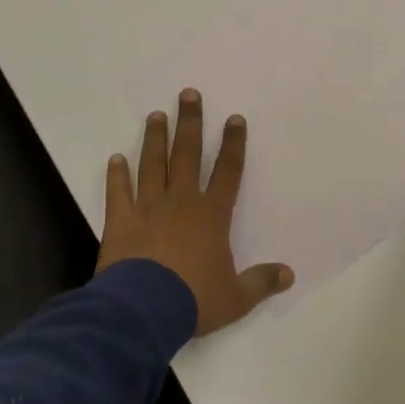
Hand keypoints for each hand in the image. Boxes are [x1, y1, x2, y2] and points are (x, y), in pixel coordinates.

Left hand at [98, 89, 293, 335]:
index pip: (228, 171)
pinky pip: (119, 192)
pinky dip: (117, 175)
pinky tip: (115, 158)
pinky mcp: (121, 221)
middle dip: (190, 123)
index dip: (233, 144)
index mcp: (212, 215)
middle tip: (188, 95)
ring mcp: (148, 208)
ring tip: (156, 116)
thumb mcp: (236, 297)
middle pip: (187, 155)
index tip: (234, 119)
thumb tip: (289, 274)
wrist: (143, 309)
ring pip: (153, 165)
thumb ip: (261, 282)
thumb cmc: (194, 299)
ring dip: (155, 139)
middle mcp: (181, 201)